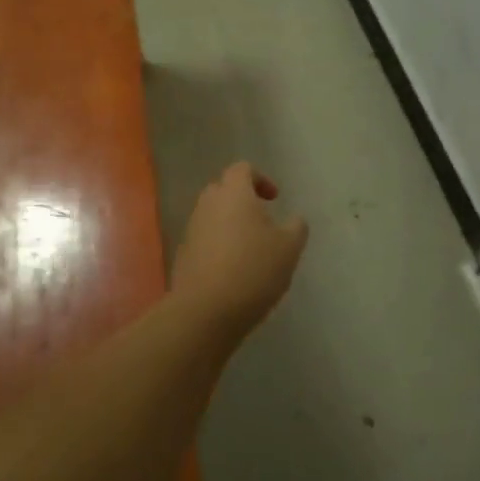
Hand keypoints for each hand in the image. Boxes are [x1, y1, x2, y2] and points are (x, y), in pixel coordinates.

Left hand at [170, 162, 308, 334]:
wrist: (205, 311)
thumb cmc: (253, 270)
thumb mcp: (290, 248)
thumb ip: (296, 227)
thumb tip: (294, 219)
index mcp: (234, 194)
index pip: (242, 169)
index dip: (261, 179)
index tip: (274, 200)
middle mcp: (208, 205)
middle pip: (223, 190)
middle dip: (242, 200)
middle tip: (262, 222)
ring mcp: (191, 230)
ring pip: (212, 216)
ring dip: (230, 224)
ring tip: (250, 250)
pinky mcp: (183, 256)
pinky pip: (203, 240)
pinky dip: (218, 246)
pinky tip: (233, 271)